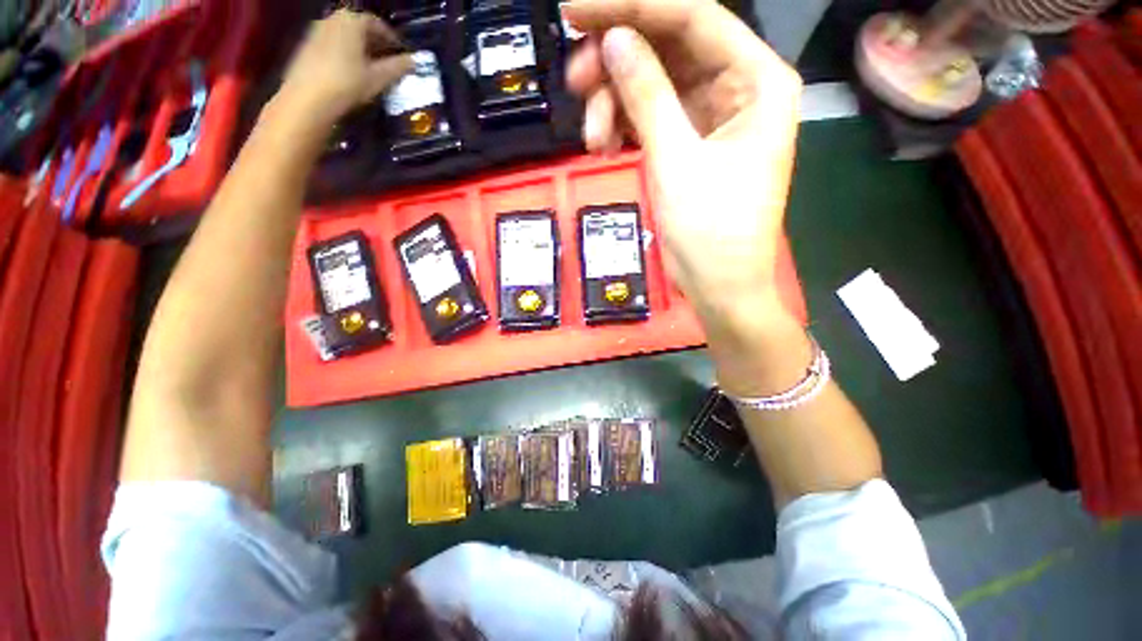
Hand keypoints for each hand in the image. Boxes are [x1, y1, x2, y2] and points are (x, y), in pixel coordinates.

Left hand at [276, 9, 412, 127]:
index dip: (391, 39)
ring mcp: (317, 30)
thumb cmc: (348, 83)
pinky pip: (333, 44)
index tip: (401, 54)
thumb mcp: (378, 77)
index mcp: (352, 20)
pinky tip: (352, 72)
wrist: (308, 98)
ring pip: (346, 36)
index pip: (377, 23)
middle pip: (359, 27)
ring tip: (372, 69)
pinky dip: (345, 53)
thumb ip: (398, 67)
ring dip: (360, 49)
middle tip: (388, 62)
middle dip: (375, 43)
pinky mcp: (307, 45)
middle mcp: (333, 18)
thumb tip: (414, 61)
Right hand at [563, 0, 801, 333]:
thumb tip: (614, 40)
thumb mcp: (676, 161)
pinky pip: (651, 117)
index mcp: (757, 81)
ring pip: (654, 85)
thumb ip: (647, 95)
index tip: (577, 11)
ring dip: (615, 103)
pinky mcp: (689, 145)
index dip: (633, 7)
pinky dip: (624, 126)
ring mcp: (711, 118)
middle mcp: (738, 88)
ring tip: (592, 137)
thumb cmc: (710, 232)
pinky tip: (604, 147)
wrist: (718, 286)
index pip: (692, 17)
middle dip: (618, 61)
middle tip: (574, 81)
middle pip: (670, 47)